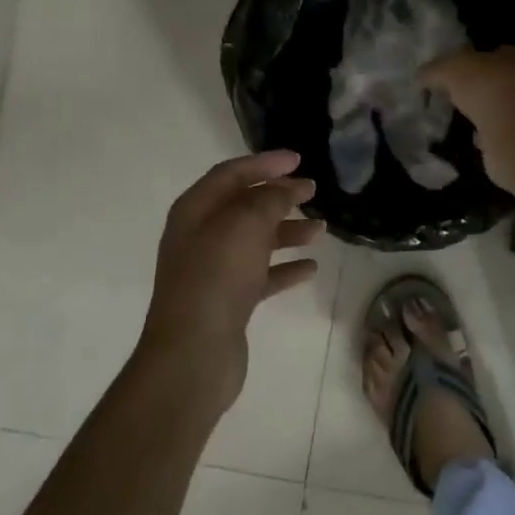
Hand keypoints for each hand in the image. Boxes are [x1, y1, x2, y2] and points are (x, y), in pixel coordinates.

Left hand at [138, 149, 322, 415]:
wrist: (193, 354)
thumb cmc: (216, 277)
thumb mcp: (245, 224)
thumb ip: (270, 199)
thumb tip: (288, 188)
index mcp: (195, 210)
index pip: (231, 174)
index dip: (265, 163)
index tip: (298, 159)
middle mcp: (200, 236)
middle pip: (244, 206)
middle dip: (279, 196)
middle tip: (313, 191)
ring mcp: (213, 271)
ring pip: (255, 240)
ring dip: (287, 231)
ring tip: (321, 230)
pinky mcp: (228, 302)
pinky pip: (261, 275)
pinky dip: (284, 267)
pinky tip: (310, 268)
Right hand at [421, 47, 514, 191]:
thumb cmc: (488, 89)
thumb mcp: (451, 69)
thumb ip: (434, 70)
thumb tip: (420, 77)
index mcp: (514, 56)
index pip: (490, 52)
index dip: (468, 60)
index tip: (447, 72)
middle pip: (494, 81)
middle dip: (474, 88)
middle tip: (447, 95)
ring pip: (497, 108)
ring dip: (480, 113)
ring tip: (455, 118)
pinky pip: (497, 135)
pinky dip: (485, 136)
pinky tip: (470, 139)